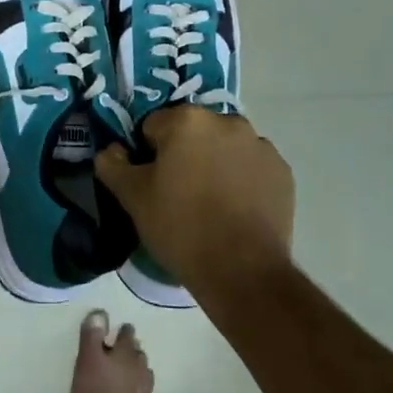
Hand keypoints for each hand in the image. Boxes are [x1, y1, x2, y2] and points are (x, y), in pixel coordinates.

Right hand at [96, 106, 294, 298]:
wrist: (243, 272)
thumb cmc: (181, 227)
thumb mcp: (133, 198)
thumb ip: (113, 165)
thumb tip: (111, 150)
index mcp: (187, 120)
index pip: (154, 126)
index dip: (148, 154)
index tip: (152, 183)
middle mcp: (226, 121)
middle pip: (193, 133)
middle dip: (184, 154)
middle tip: (179, 194)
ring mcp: (259, 144)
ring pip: (224, 147)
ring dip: (215, 163)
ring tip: (211, 205)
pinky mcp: (281, 171)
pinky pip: (251, 166)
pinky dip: (243, 179)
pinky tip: (236, 210)